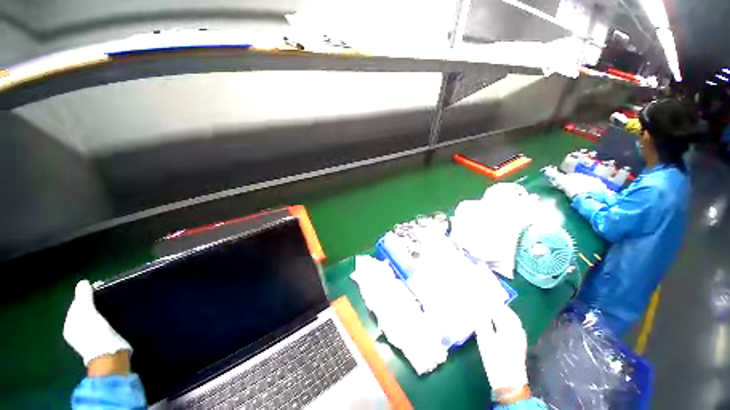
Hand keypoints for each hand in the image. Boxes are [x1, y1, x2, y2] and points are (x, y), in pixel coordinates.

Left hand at [63, 280, 131, 368]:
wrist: (109, 356)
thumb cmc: (95, 333)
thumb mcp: (88, 313)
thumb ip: (84, 298)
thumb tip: (83, 282)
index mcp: (69, 325)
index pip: (75, 306)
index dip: (85, 297)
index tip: (98, 291)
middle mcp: (76, 332)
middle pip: (84, 314)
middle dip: (92, 306)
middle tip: (105, 298)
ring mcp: (88, 339)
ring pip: (92, 321)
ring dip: (99, 314)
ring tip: (110, 308)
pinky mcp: (102, 343)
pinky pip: (100, 327)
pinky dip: (105, 322)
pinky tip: (112, 320)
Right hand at [475, 304, 529, 401]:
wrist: (509, 382)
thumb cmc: (496, 360)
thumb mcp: (485, 339)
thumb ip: (482, 320)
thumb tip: (477, 305)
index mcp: (510, 326)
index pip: (499, 307)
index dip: (489, 300)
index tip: (479, 293)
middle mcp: (517, 328)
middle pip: (506, 310)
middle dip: (495, 303)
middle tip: (482, 297)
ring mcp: (519, 335)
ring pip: (509, 317)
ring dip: (499, 310)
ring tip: (487, 306)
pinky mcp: (518, 341)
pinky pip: (511, 323)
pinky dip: (503, 317)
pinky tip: (495, 319)